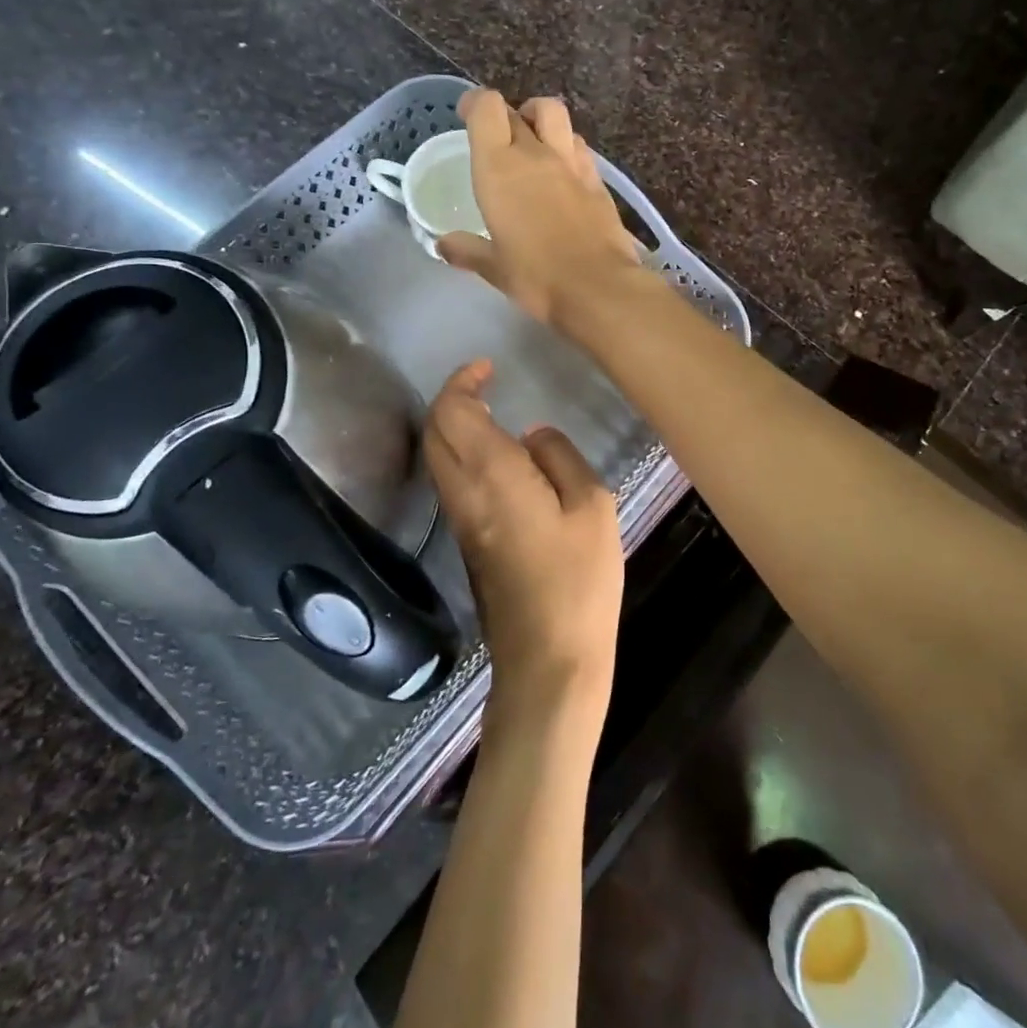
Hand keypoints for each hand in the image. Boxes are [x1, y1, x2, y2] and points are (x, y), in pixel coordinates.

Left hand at [423, 359, 623, 713]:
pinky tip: (498, 461)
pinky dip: (461, 456)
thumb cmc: (578, 579)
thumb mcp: (592, 505)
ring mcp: (460, 521)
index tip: (487, 367)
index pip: (453, 411)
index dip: (463, 381)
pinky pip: (452, 483)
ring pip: (437, 458)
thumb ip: (559, 457)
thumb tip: (532, 436)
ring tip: (491, 415)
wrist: (548, 659)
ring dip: (453, 428)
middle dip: (452, 400)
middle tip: (486, 385)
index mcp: (491, 474)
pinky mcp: (466, 544)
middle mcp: (463, 492)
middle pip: (434, 431)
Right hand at [437, 90, 643, 328]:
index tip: (467, 116)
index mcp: (500, 168)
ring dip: (539, 119)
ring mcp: (572, 163)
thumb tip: (443, 245)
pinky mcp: (598, 180)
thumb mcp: (493, 268)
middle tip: (495, 139)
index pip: (487, 108)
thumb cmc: (536, 277)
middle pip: (518, 111)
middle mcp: (536, 154)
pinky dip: (566, 146)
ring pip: (555, 115)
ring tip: (532, 141)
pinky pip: (578, 145)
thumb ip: (467, 250)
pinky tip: (562, 170)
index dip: (475, 104)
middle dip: (503, 116)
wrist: (598, 287)